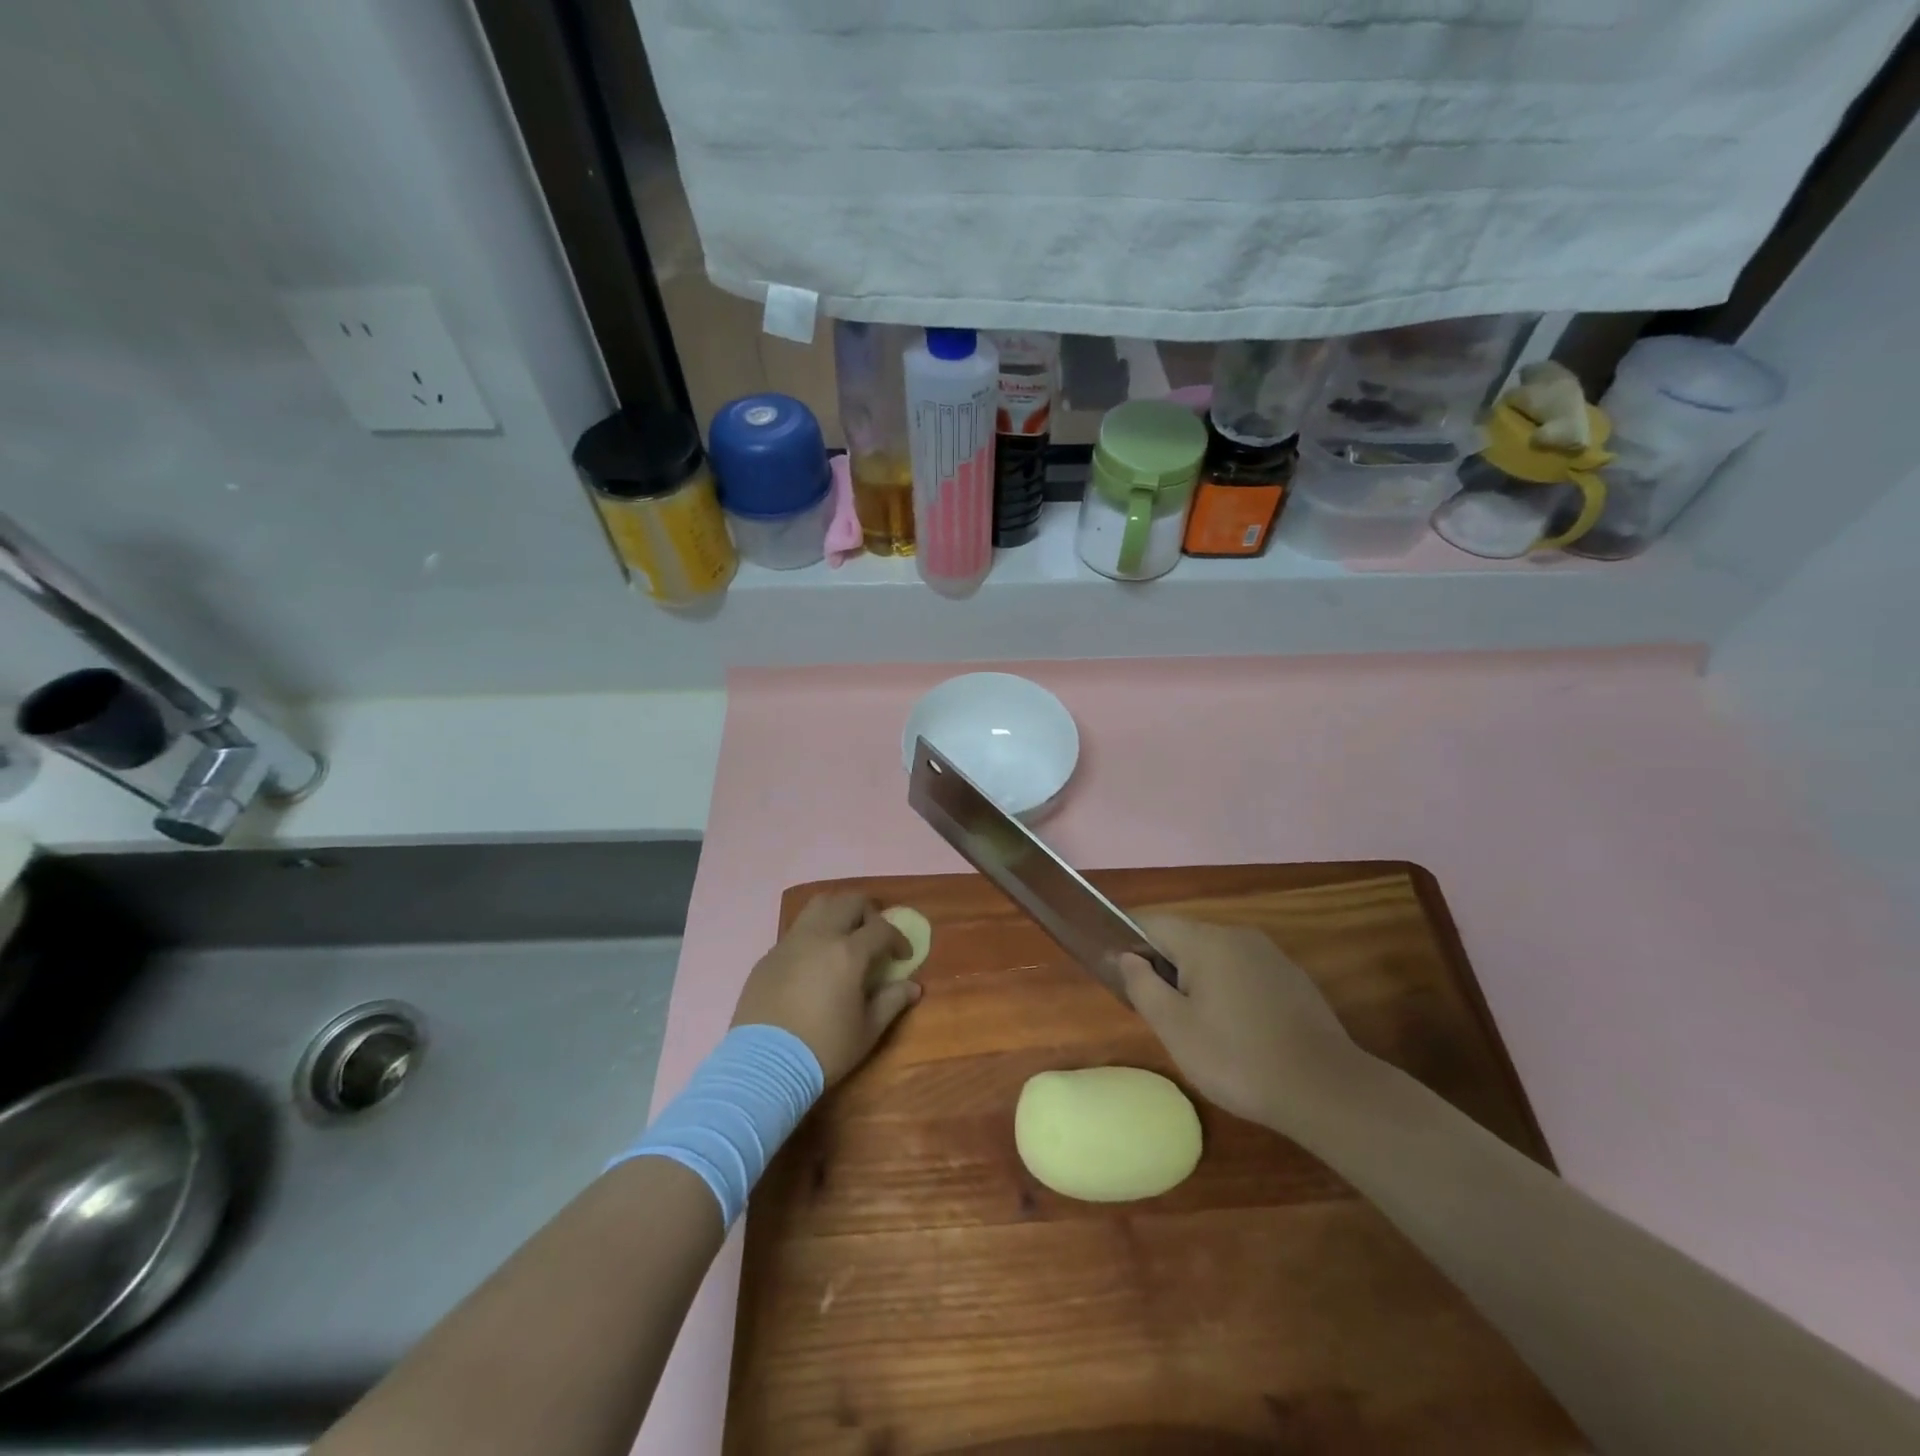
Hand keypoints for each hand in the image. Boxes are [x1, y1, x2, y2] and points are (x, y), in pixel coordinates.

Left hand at [732, 894, 919, 1085]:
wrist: (763, 1067)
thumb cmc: (823, 1049)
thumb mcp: (867, 1031)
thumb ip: (892, 1002)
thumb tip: (913, 987)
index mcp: (848, 953)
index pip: (882, 928)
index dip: (898, 938)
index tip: (902, 956)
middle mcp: (819, 936)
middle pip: (849, 901)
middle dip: (869, 913)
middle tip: (874, 937)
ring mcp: (790, 942)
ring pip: (818, 905)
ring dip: (839, 912)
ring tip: (844, 936)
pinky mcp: (769, 956)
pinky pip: (796, 930)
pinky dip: (813, 934)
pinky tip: (814, 962)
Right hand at [1118, 914, 1369, 1132]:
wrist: (1326, 1090)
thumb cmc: (1237, 1058)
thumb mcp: (1175, 1028)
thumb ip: (1142, 985)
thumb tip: (1126, 957)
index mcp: (1205, 940)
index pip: (1152, 923)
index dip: (1129, 943)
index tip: (1121, 977)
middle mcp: (1236, 935)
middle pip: (1184, 938)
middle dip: (1164, 967)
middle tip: (1158, 1013)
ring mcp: (1269, 955)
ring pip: (1215, 956)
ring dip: (1196, 981)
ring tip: (1196, 1027)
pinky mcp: (1291, 978)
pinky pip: (1243, 972)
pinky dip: (1228, 991)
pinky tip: (1236, 1031)